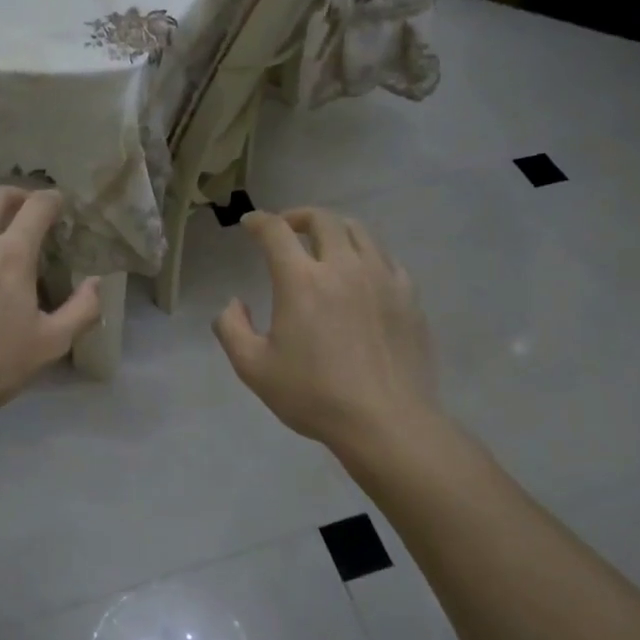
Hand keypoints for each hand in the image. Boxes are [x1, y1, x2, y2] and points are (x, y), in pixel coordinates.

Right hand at [213, 207, 437, 451]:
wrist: (386, 422)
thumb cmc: (314, 395)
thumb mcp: (253, 368)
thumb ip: (231, 328)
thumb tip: (234, 303)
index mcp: (301, 280)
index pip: (276, 231)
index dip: (258, 221)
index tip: (249, 224)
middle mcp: (343, 267)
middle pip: (322, 219)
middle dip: (298, 217)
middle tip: (286, 229)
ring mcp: (382, 278)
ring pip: (359, 232)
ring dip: (334, 230)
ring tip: (325, 245)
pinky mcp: (408, 296)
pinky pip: (386, 258)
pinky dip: (366, 255)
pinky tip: (361, 274)